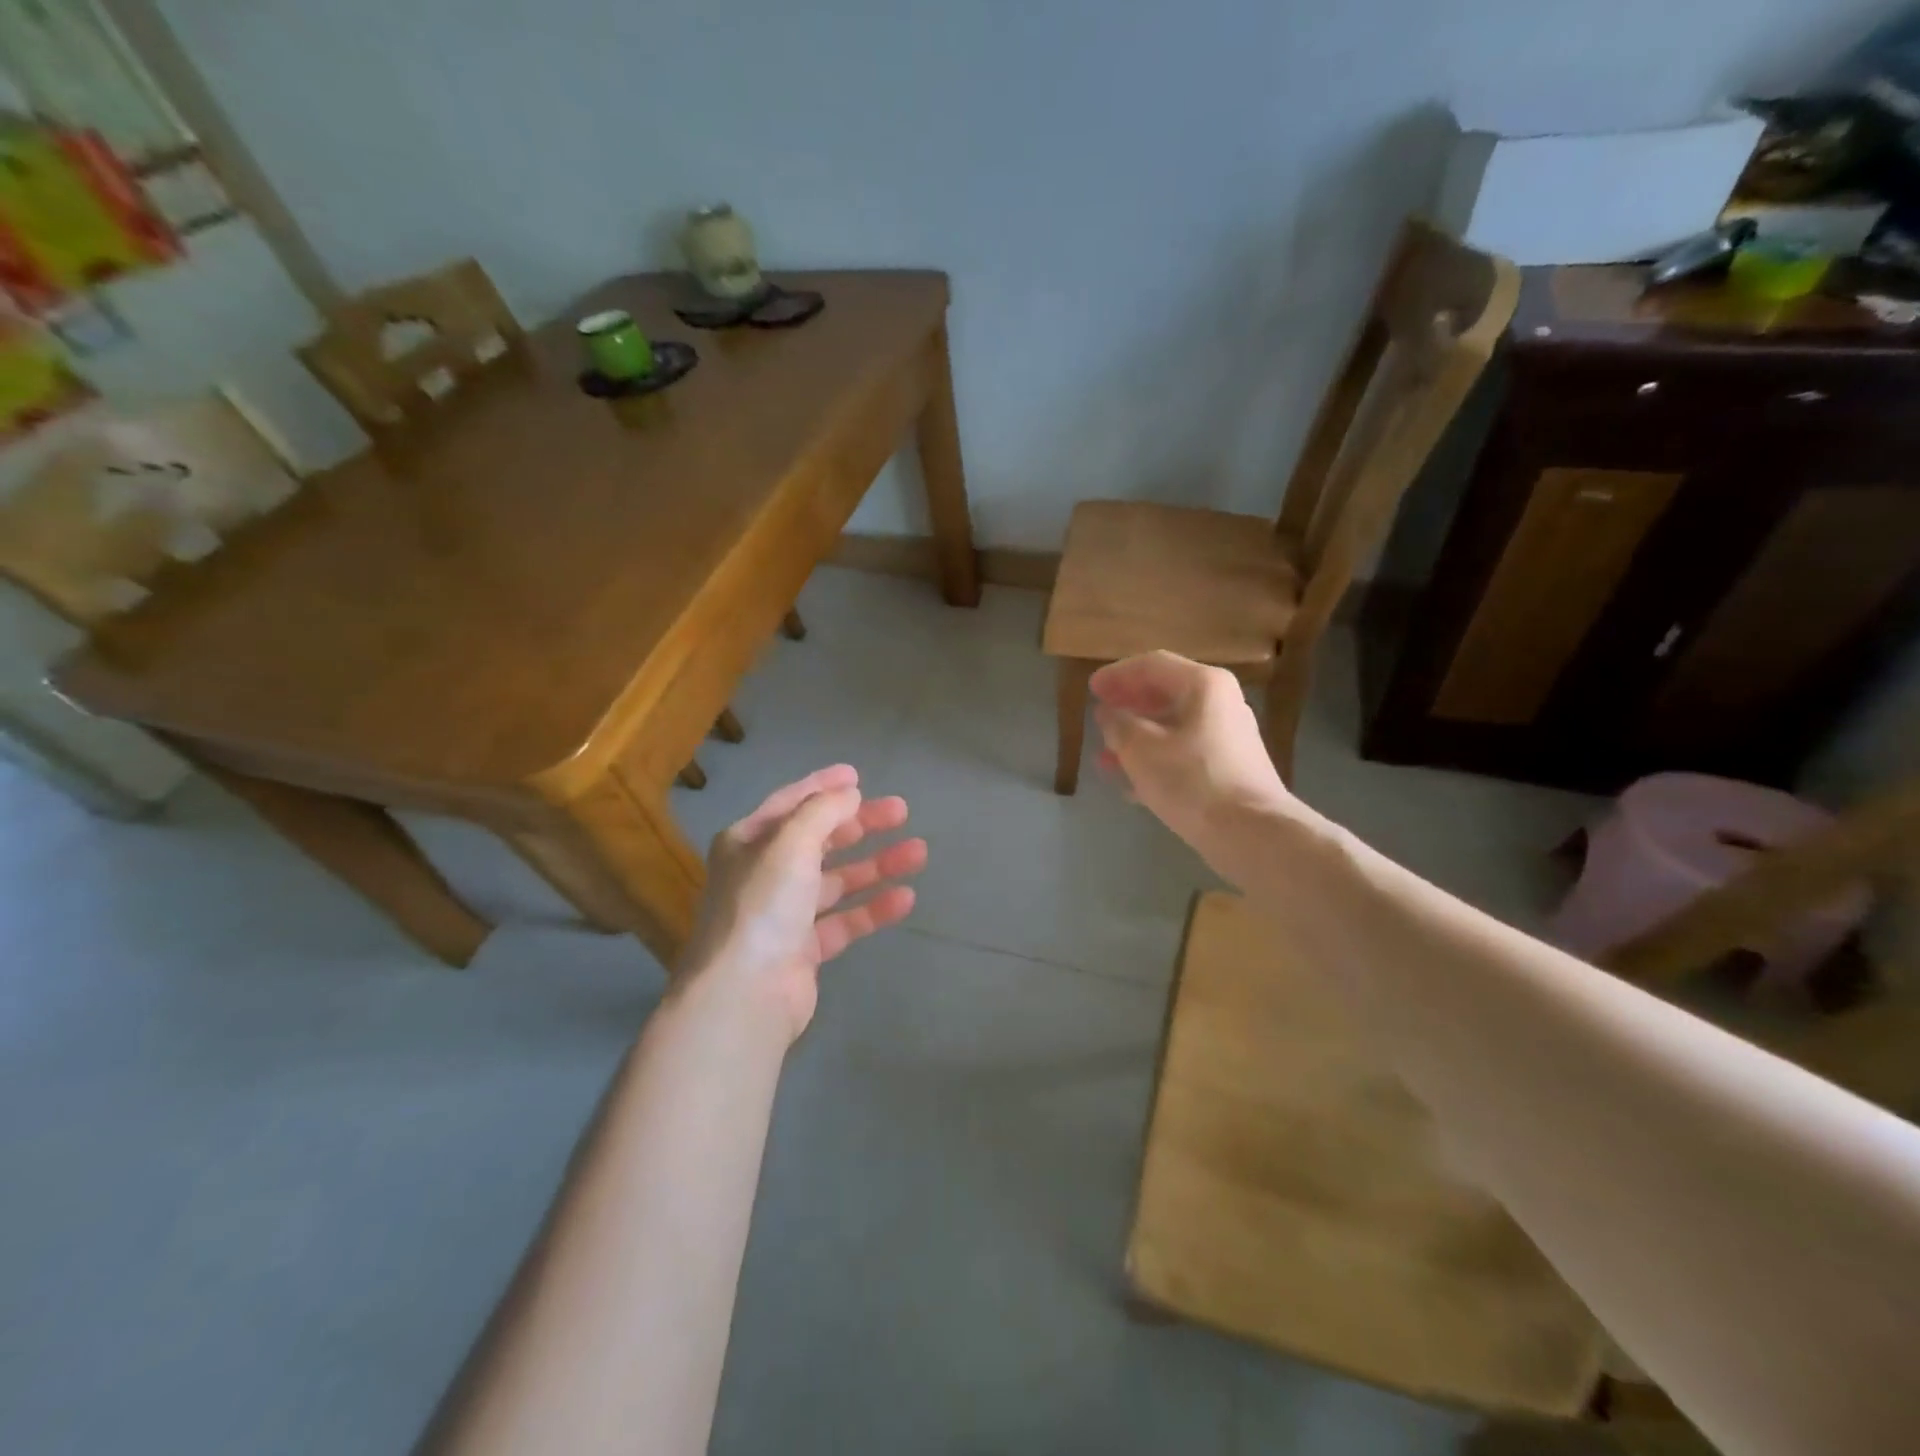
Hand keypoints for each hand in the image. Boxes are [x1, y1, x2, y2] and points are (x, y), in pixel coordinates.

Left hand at [680, 765, 926, 1041]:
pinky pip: (845, 920)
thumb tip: (849, 793)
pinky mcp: (804, 949)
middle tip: (901, 812)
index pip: (790, 802)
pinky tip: (905, 898)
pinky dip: (873, 907)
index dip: (824, 786)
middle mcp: (763, 874)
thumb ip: (823, 812)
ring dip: (876, 865)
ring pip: (837, 880)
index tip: (859, 775)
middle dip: (860, 824)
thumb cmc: (763, 905)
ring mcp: (784, 913)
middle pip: (820, 840)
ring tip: (918, 852)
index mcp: (748, 842)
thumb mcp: (791, 843)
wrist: (744, 993)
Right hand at [1090, 651, 1293, 866]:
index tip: (1091, 688)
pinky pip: (1184, 753)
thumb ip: (1118, 724)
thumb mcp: (1140, 748)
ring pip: (1172, 727)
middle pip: (1165, 694)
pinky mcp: (1229, 768)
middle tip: (1099, 717)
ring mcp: (1228, 737)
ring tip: (1105, 757)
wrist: (1250, 833)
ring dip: (1137, 738)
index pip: (1152, 665)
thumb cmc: (1191, 780)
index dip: (1117, 675)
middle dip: (1127, 707)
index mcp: (1203, 685)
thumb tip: (1109, 713)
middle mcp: (1221, 703)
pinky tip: (1131, 784)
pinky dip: (1156, 760)